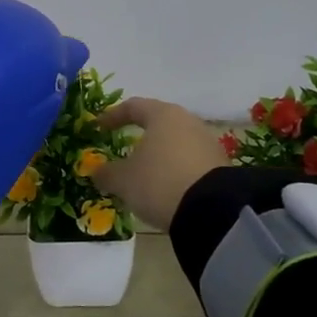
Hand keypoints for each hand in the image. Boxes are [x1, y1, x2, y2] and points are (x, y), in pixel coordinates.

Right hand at [86, 98, 229, 232]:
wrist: (212, 210)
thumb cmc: (159, 182)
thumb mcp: (123, 180)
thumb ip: (106, 173)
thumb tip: (96, 172)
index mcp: (162, 115)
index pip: (133, 106)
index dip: (113, 116)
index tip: (99, 127)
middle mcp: (187, 121)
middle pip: (158, 122)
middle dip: (139, 133)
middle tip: (123, 145)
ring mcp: (207, 142)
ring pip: (175, 141)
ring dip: (158, 153)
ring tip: (144, 171)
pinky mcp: (219, 165)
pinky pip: (189, 160)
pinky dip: (174, 168)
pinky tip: (166, 186)